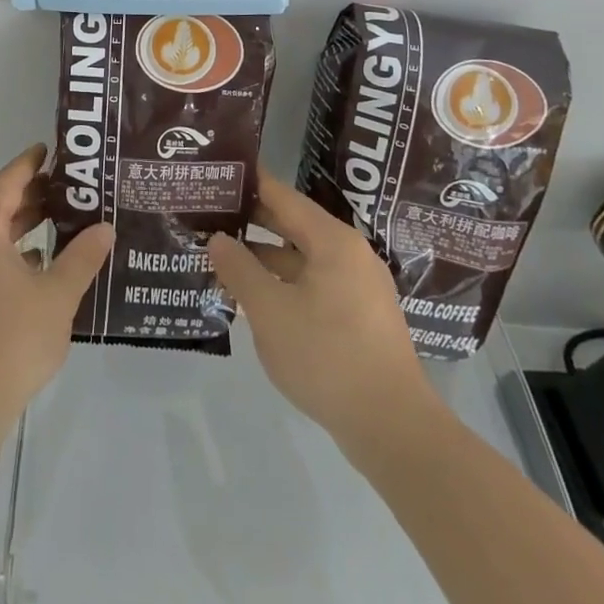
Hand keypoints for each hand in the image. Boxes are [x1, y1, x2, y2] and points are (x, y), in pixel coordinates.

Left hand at [0, 145, 113, 435]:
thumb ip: (83, 256)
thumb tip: (105, 228)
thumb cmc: (11, 340)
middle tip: (70, 186)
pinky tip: (42, 262)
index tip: (52, 149)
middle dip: (32, 194)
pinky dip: (13, 251)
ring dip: (24, 224)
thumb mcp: (57, 295)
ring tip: (63, 218)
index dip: (30, 164)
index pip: (6, 182)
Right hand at [208, 170, 445, 457]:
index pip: (282, 195)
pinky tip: (256, 297)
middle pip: (293, 223)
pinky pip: (314, 283)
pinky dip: (284, 282)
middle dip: (251, 220)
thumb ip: (239, 269)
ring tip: (222, 257)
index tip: (216, 174)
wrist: (393, 429)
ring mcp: (359, 286)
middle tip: (210, 215)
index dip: (248, 183)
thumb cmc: (327, 357)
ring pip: (302, 257)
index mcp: (332, 240)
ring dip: (264, 256)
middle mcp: (350, 253)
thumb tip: (217, 239)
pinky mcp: (360, 316)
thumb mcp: (270, 311)